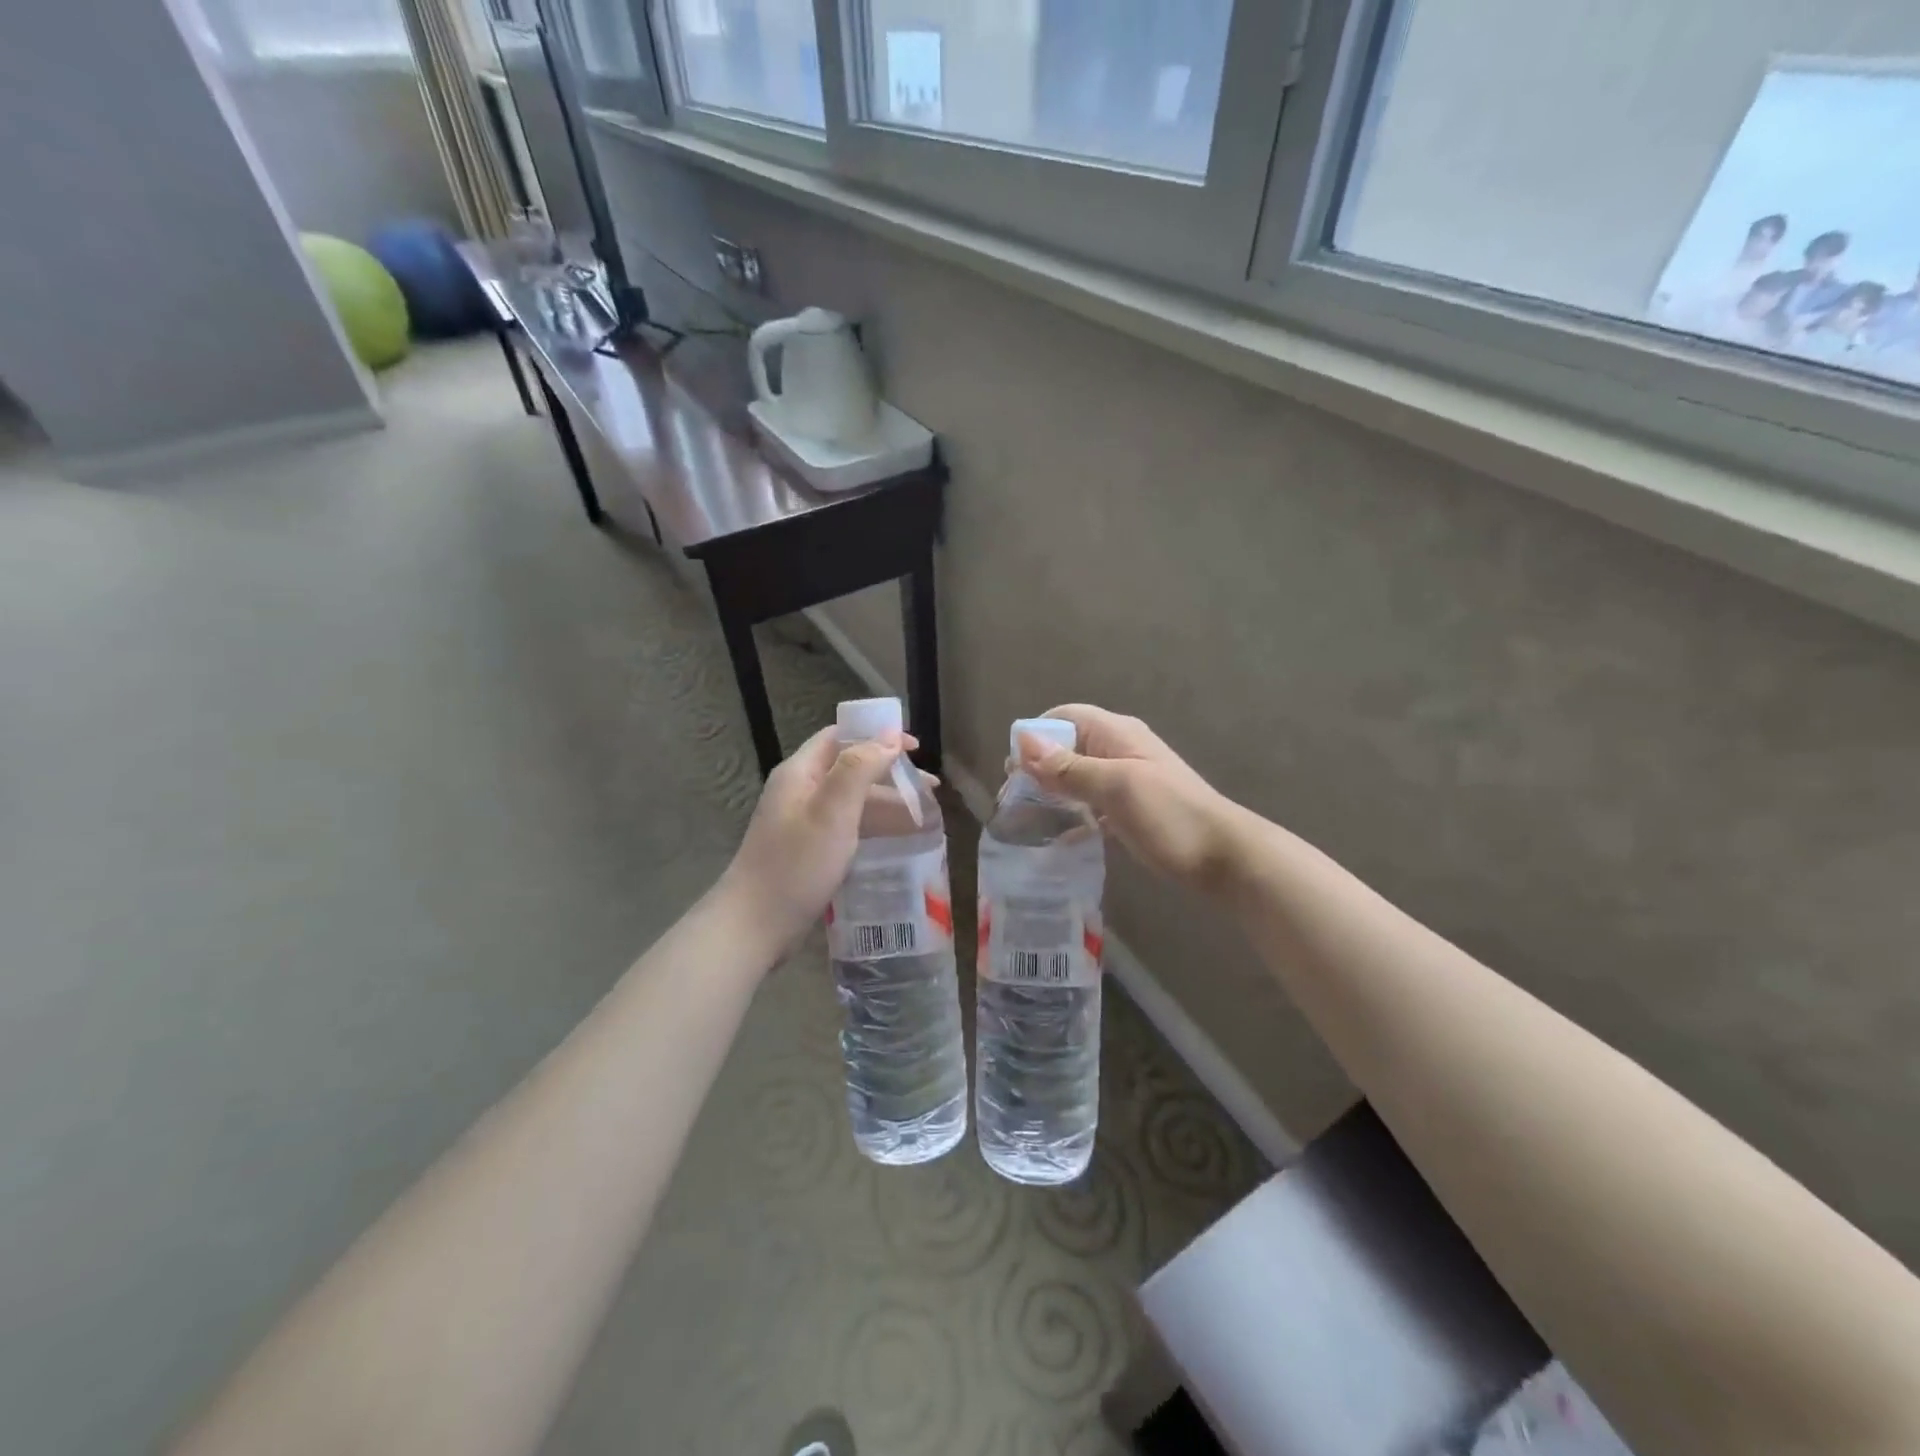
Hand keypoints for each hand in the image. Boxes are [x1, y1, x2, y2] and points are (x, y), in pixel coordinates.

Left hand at [721, 724, 917, 947]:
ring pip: (852, 800)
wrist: (755, 925)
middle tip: (929, 788)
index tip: (914, 748)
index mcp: (800, 773)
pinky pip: (848, 827)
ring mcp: (803, 822)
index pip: (840, 736)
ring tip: (924, 816)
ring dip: (887, 802)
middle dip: (891, 773)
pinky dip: (874, 826)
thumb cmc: (796, 864)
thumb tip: (890, 736)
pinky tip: (898, 840)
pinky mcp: (809, 850)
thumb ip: (860, 768)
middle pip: (850, 768)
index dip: (877, 735)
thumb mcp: (832, 812)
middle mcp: (800, 791)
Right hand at [1018, 705, 1238, 892]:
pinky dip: (1073, 812)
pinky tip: (1058, 835)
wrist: (1224, 857)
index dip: (1035, 736)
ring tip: (1028, 818)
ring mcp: (1126, 779)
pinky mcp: (1130, 808)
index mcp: (1115, 733)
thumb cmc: (1170, 815)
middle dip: (1038, 767)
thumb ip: (1069, 767)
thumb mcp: (1115, 787)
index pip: (1064, 717)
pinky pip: (1091, 802)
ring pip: (1077, 776)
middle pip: (1067, 746)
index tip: (1013, 769)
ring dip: (1053, 791)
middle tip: (1015, 800)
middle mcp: (1118, 749)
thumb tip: (1022, 741)